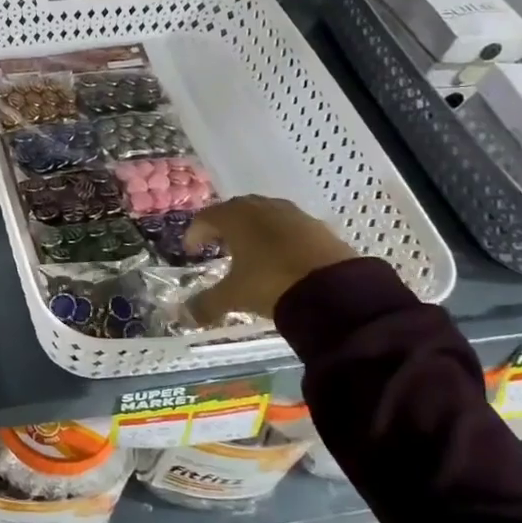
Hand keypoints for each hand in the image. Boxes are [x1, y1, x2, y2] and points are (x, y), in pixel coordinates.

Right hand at [184, 197, 356, 325]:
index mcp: (235, 217)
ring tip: (250, 252)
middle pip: (234, 210)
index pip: (206, 217)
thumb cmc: (271, 283)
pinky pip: (288, 226)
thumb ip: (207, 303)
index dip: (195, 233)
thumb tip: (186, 315)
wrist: (335, 289)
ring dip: (252, 230)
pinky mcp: (317, 225)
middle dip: (223, 227)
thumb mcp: (234, 296)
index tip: (191, 250)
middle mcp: (261, 207)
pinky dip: (278, 237)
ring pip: (263, 215)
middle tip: (217, 247)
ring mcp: (292, 214)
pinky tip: (280, 257)